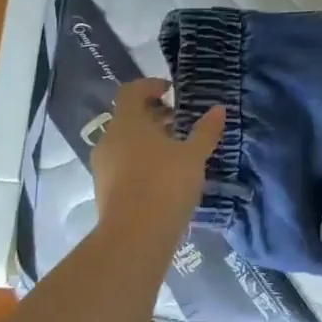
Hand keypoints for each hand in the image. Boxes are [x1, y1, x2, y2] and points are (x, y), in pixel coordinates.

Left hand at [91, 78, 225, 240]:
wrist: (135, 236)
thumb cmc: (165, 184)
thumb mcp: (193, 155)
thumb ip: (205, 131)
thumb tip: (218, 109)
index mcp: (127, 122)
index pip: (131, 91)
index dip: (150, 86)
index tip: (171, 91)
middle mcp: (109, 139)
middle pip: (128, 117)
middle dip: (153, 116)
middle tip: (180, 122)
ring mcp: (103, 166)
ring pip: (125, 142)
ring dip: (148, 140)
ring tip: (175, 151)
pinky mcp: (104, 189)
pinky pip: (122, 164)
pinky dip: (141, 161)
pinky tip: (163, 176)